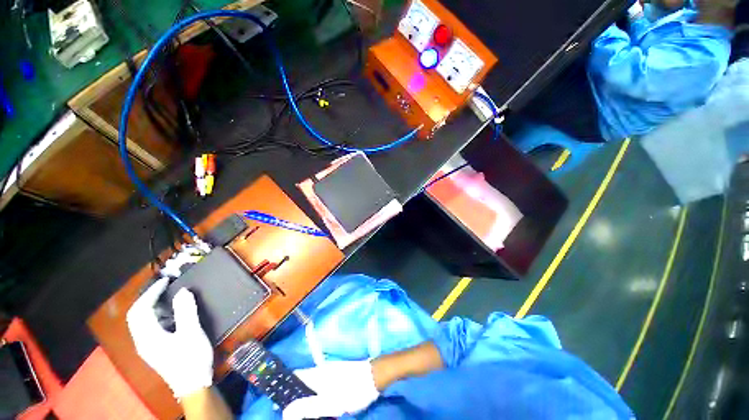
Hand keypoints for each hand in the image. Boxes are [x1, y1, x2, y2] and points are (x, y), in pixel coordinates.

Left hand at [126, 278, 213, 397]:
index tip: (166, 281)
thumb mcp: (191, 333)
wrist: (193, 384)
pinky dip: (157, 315)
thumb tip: (182, 291)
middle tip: (165, 286)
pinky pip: (150, 327)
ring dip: (151, 306)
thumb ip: (186, 311)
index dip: (151, 293)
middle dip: (148, 298)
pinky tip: (171, 314)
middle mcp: (142, 341)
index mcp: (148, 337)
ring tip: (168, 296)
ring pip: (142, 322)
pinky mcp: (155, 349)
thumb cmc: (191, 358)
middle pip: (136, 315)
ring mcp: (148, 346)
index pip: (140, 310)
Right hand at [282, 361, 379, 419]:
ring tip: (302, 412)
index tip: (277, 402)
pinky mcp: (338, 376)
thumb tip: (285, 412)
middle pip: (302, 382)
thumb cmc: (353, 389)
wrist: (375, 376)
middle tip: (289, 413)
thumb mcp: (331, 402)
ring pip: (312, 385)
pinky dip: (317, 396)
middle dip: (294, 396)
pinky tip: (320, 406)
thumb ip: (308, 407)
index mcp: (318, 374)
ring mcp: (331, 372)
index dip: (284, 388)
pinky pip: (322, 386)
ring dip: (306, 397)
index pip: (295, 377)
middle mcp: (322, 370)